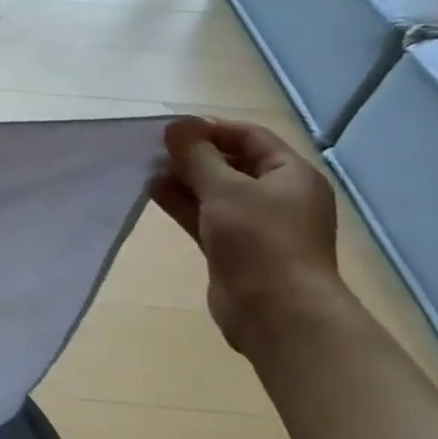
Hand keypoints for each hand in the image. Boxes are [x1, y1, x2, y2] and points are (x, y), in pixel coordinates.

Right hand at [151, 116, 343, 351]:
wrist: (276, 312)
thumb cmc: (260, 241)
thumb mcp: (226, 189)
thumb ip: (197, 156)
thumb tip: (176, 125)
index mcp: (290, 175)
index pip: (250, 137)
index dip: (211, 129)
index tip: (172, 130)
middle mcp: (277, 196)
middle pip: (231, 164)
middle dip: (193, 155)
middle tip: (154, 150)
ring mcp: (255, 225)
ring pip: (214, 192)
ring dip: (183, 180)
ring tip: (147, 169)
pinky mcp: (232, 248)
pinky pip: (205, 216)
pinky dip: (182, 204)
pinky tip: (153, 192)